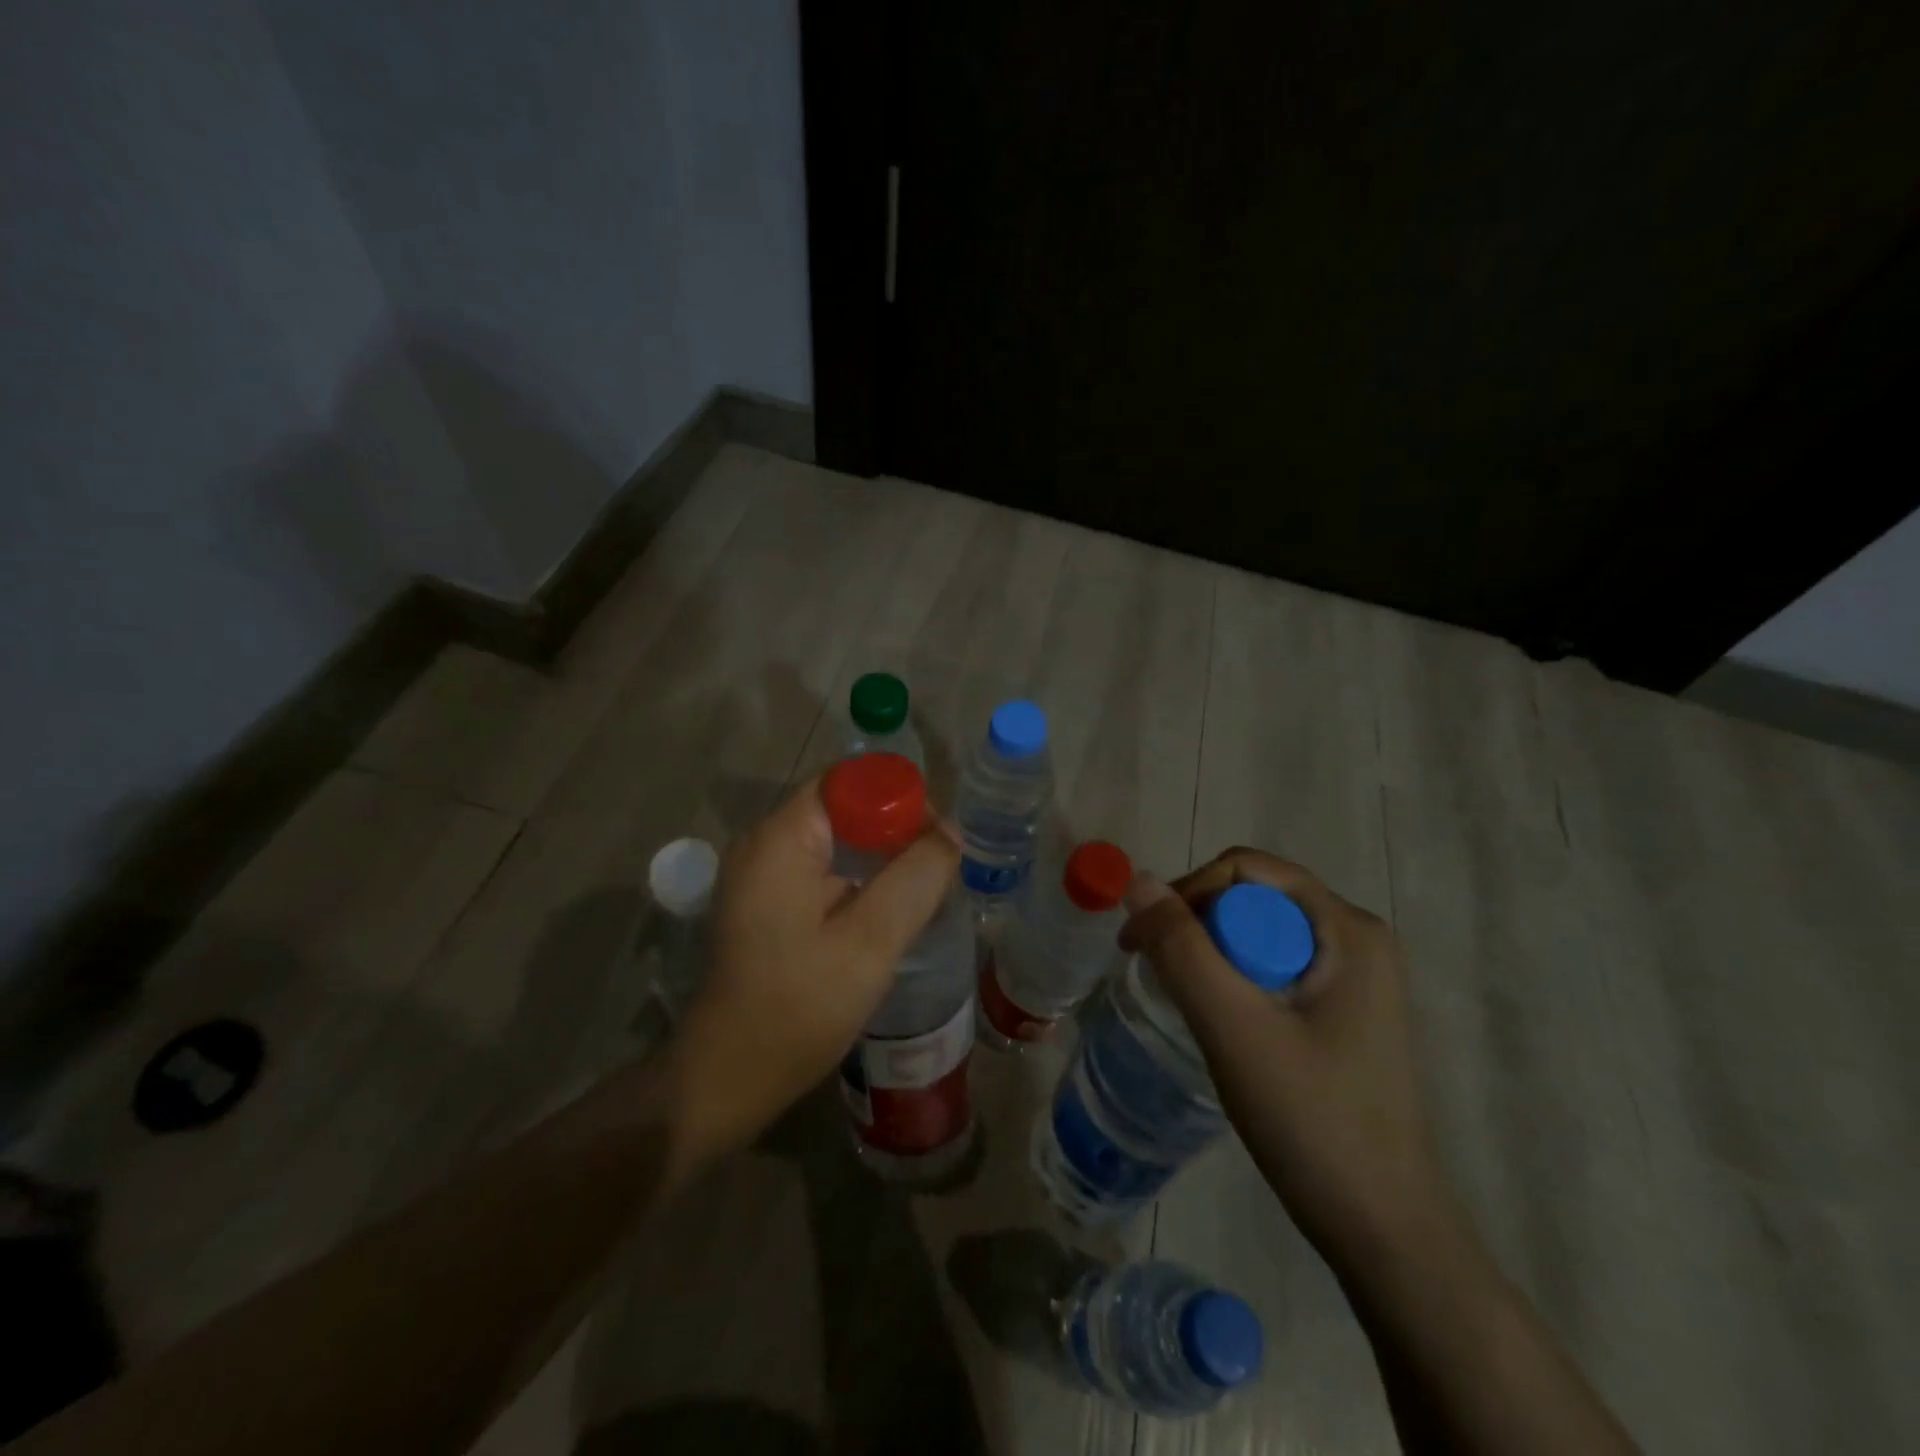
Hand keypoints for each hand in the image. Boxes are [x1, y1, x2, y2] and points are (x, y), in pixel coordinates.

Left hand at [667, 775, 959, 1153]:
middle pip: (842, 808)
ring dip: (880, 857)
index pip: (847, 782)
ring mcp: (762, 874)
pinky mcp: (767, 902)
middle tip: (939, 868)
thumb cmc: (798, 1008)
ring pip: (836, 840)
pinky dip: (859, 879)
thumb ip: (915, 879)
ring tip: (923, 889)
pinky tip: (888, 911)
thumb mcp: (870, 942)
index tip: (936, 838)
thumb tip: (951, 830)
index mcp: (780, 839)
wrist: (731, 1078)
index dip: (897, 797)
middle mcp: (764, 844)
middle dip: (894, 829)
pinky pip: (823, 869)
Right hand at [1121, 848, 1464, 1277]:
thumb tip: (1137, 880)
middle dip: (1197, 926)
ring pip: (1258, 934)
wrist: (1384, 1230)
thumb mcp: (1234, 1027)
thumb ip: (1182, 948)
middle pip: (1252, 898)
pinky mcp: (1343, 1011)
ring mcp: (1355, 977)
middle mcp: (1356, 938)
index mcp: (1347, 928)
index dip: (1187, 894)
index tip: (1143, 944)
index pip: (1246, 870)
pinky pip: (1273, 967)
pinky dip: (1235, 981)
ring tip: (1185, 1003)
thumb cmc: (1312, 1121)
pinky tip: (1222, 1022)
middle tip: (1159, 978)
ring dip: (1211, 956)